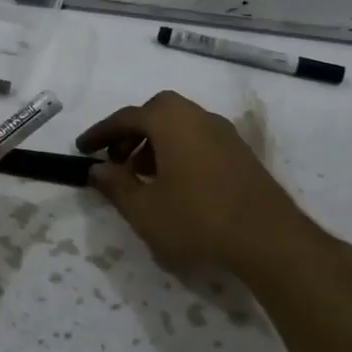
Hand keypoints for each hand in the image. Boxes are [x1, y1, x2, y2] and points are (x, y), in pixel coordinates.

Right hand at [77, 90, 327, 276]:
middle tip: (116, 160)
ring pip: (180, 125)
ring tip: (143, 176)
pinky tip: (176, 184)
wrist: (269, 238)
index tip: (82, 149)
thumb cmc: (197, 219)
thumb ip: (116, 185)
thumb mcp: (144, 209)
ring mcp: (224, 133)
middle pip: (156, 113)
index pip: (126, 118)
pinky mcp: (241, 153)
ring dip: (155, 143)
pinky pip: (199, 139)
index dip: (100, 134)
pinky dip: (178, 151)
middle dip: (131, 132)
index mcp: (170, 121)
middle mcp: (198, 116)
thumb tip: (97, 169)